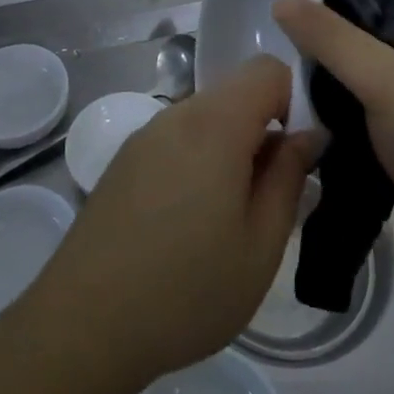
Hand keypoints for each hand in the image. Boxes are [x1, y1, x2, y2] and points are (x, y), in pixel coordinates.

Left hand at [29, 57, 315, 388]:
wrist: (84, 325)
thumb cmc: (186, 290)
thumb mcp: (260, 245)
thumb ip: (290, 177)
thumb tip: (310, 135)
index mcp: (214, 124)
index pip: (268, 69)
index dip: (295, 100)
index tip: (299, 154)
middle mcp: (177, 114)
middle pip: (236, 93)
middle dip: (264, 130)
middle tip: (269, 197)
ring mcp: (145, 136)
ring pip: (207, 118)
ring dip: (231, 149)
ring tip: (230, 217)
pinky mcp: (125, 160)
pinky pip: (178, 139)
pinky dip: (199, 160)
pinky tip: (189, 222)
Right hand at [272, 0, 393, 307]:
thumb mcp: (388, 80)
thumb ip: (332, 39)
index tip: (295, 9)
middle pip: (366, 45)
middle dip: (326, 51)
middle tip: (277, 53)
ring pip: (358, 91)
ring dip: (324, 94)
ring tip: (277, 89)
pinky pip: (357, 132)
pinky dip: (331, 130)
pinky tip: (295, 129)